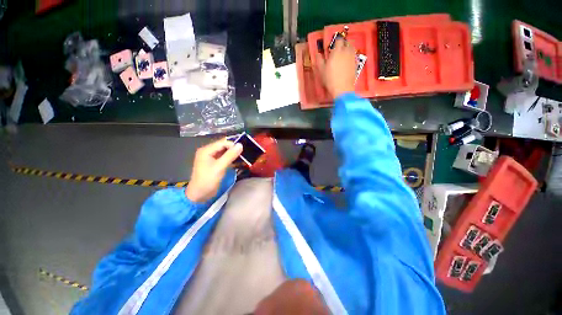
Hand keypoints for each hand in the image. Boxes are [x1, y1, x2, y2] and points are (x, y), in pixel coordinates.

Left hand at [185, 138, 242, 202]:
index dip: (233, 145)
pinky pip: (225, 159)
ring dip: (235, 155)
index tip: (244, 150)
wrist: (200, 195)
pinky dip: (232, 160)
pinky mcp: (215, 164)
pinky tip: (241, 162)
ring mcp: (212, 158)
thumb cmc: (208, 180)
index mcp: (207, 150)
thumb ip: (230, 155)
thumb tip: (240, 145)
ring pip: (226, 153)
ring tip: (245, 157)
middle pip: (224, 147)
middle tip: (246, 153)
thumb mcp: (220, 167)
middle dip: (235, 149)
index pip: (223, 142)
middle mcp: (209, 152)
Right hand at [316, 38, 356, 98]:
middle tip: (338, 49)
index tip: (332, 45)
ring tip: (343, 54)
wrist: (342, 89)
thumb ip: (319, 60)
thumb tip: (318, 53)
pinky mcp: (356, 64)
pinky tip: (347, 62)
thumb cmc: (330, 79)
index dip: (336, 41)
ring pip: (351, 48)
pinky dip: (351, 56)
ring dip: (347, 49)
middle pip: (346, 43)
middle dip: (342, 44)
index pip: (338, 40)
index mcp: (337, 51)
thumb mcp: (321, 71)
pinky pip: (354, 56)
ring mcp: (352, 58)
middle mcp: (346, 52)